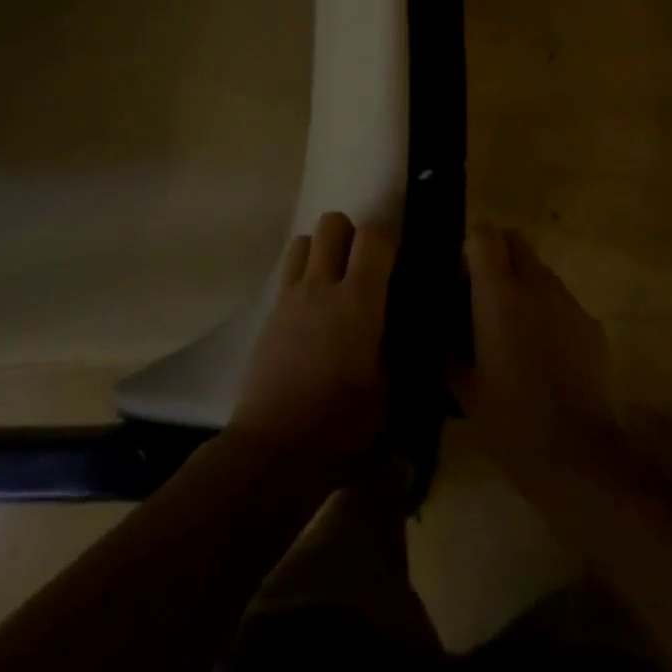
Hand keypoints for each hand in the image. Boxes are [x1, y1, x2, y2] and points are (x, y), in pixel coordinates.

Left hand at [230, 212, 396, 477]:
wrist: (273, 448)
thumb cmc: (340, 427)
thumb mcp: (387, 393)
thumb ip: (395, 349)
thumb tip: (401, 326)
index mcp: (358, 302)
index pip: (374, 237)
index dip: (389, 239)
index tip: (397, 261)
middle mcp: (322, 286)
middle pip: (333, 223)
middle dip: (351, 234)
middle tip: (364, 267)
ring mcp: (290, 296)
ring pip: (304, 240)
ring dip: (322, 250)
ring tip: (334, 282)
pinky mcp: (269, 313)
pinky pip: (287, 272)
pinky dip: (302, 275)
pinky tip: (311, 310)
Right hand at [451, 226, 622, 490]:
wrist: (575, 454)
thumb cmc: (509, 418)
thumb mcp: (463, 386)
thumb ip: (448, 348)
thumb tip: (441, 333)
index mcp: (498, 292)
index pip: (484, 234)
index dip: (470, 247)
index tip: (461, 276)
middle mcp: (535, 284)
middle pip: (516, 241)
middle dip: (499, 257)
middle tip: (484, 295)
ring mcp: (568, 302)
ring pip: (541, 272)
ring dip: (524, 285)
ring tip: (514, 328)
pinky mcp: (592, 325)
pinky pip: (563, 303)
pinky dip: (550, 314)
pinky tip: (545, 354)